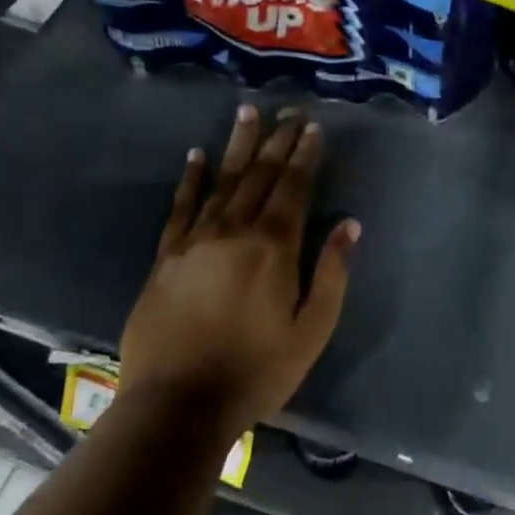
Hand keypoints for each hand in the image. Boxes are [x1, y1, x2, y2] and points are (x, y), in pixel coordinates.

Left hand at [119, 105, 358, 435]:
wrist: (178, 405)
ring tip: (247, 113)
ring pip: (221, 181)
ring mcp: (195, 241)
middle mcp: (234, 232)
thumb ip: (332, 274)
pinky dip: (190, 179)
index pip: (294, 188)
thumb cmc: (257, 371)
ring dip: (237, 146)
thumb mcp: (312, 330)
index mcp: (274, 248)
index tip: (313, 127)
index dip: (305, 155)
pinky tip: (197, 156)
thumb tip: (348, 225)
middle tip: (287, 109)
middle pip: (259, 176)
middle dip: (277, 141)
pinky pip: (181, 207)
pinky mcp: (166, 257)